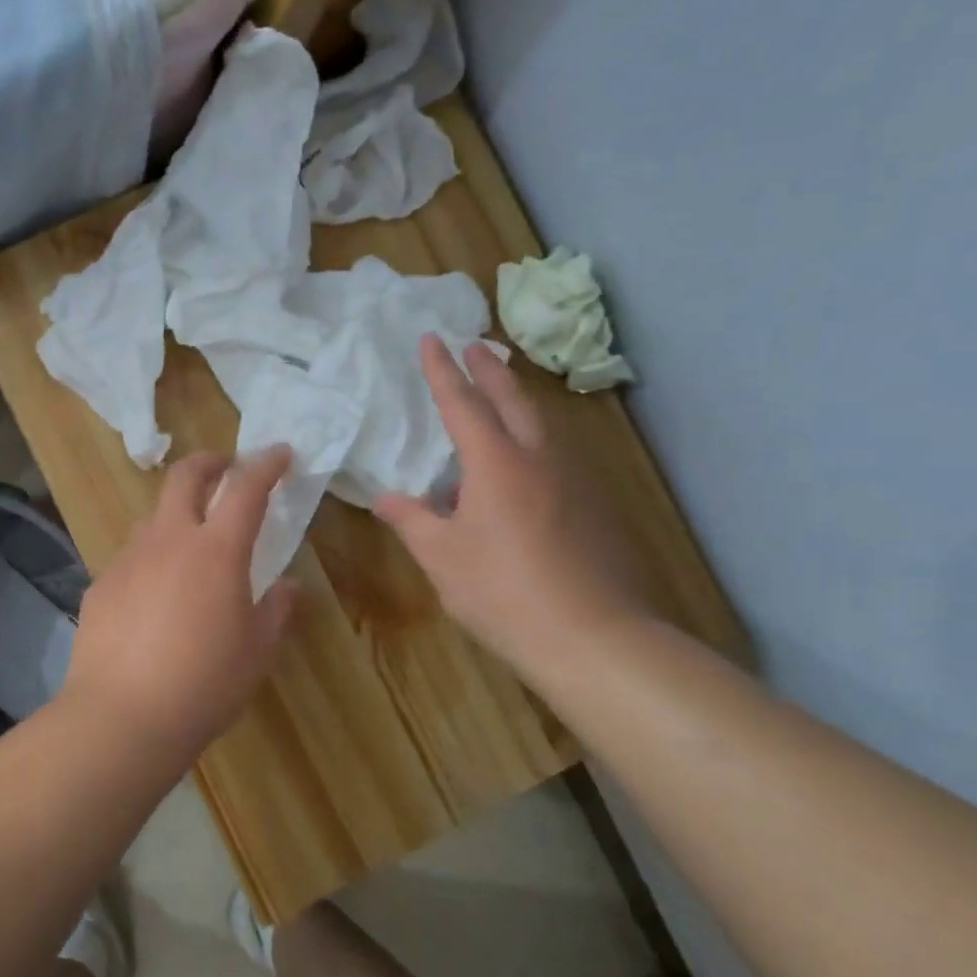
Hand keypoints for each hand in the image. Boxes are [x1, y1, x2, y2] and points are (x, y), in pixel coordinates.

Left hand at [62, 447, 297, 752]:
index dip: (266, 465)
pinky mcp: (101, 583)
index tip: (280, 453)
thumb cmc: (204, 684)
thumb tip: (288, 586)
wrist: (121, 717)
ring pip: (153, 515)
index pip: (246, 488)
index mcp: (217, 549)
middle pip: (185, 476)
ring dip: (176, 514)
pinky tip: (153, 596)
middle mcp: (170, 539)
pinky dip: (150, 558)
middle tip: (225, 468)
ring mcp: (129, 558)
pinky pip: (131, 556)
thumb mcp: (256, 651)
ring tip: (189, 543)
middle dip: (209, 461)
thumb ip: (276, 610)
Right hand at [375, 336, 654, 689]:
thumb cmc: (503, 591)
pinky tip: (524, 463)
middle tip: (475, 344)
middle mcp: (538, 459)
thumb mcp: (442, 557)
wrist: (592, 637)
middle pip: (512, 400)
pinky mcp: (591, 507)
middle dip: (490, 369)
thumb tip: (385, 498)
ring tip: (500, 392)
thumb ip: (412, 521)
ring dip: (517, 399)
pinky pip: (554, 455)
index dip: (443, 371)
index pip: (463, 404)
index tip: (432, 339)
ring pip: (541, 424)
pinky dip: (532, 438)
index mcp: (496, 464)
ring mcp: (572, 481)